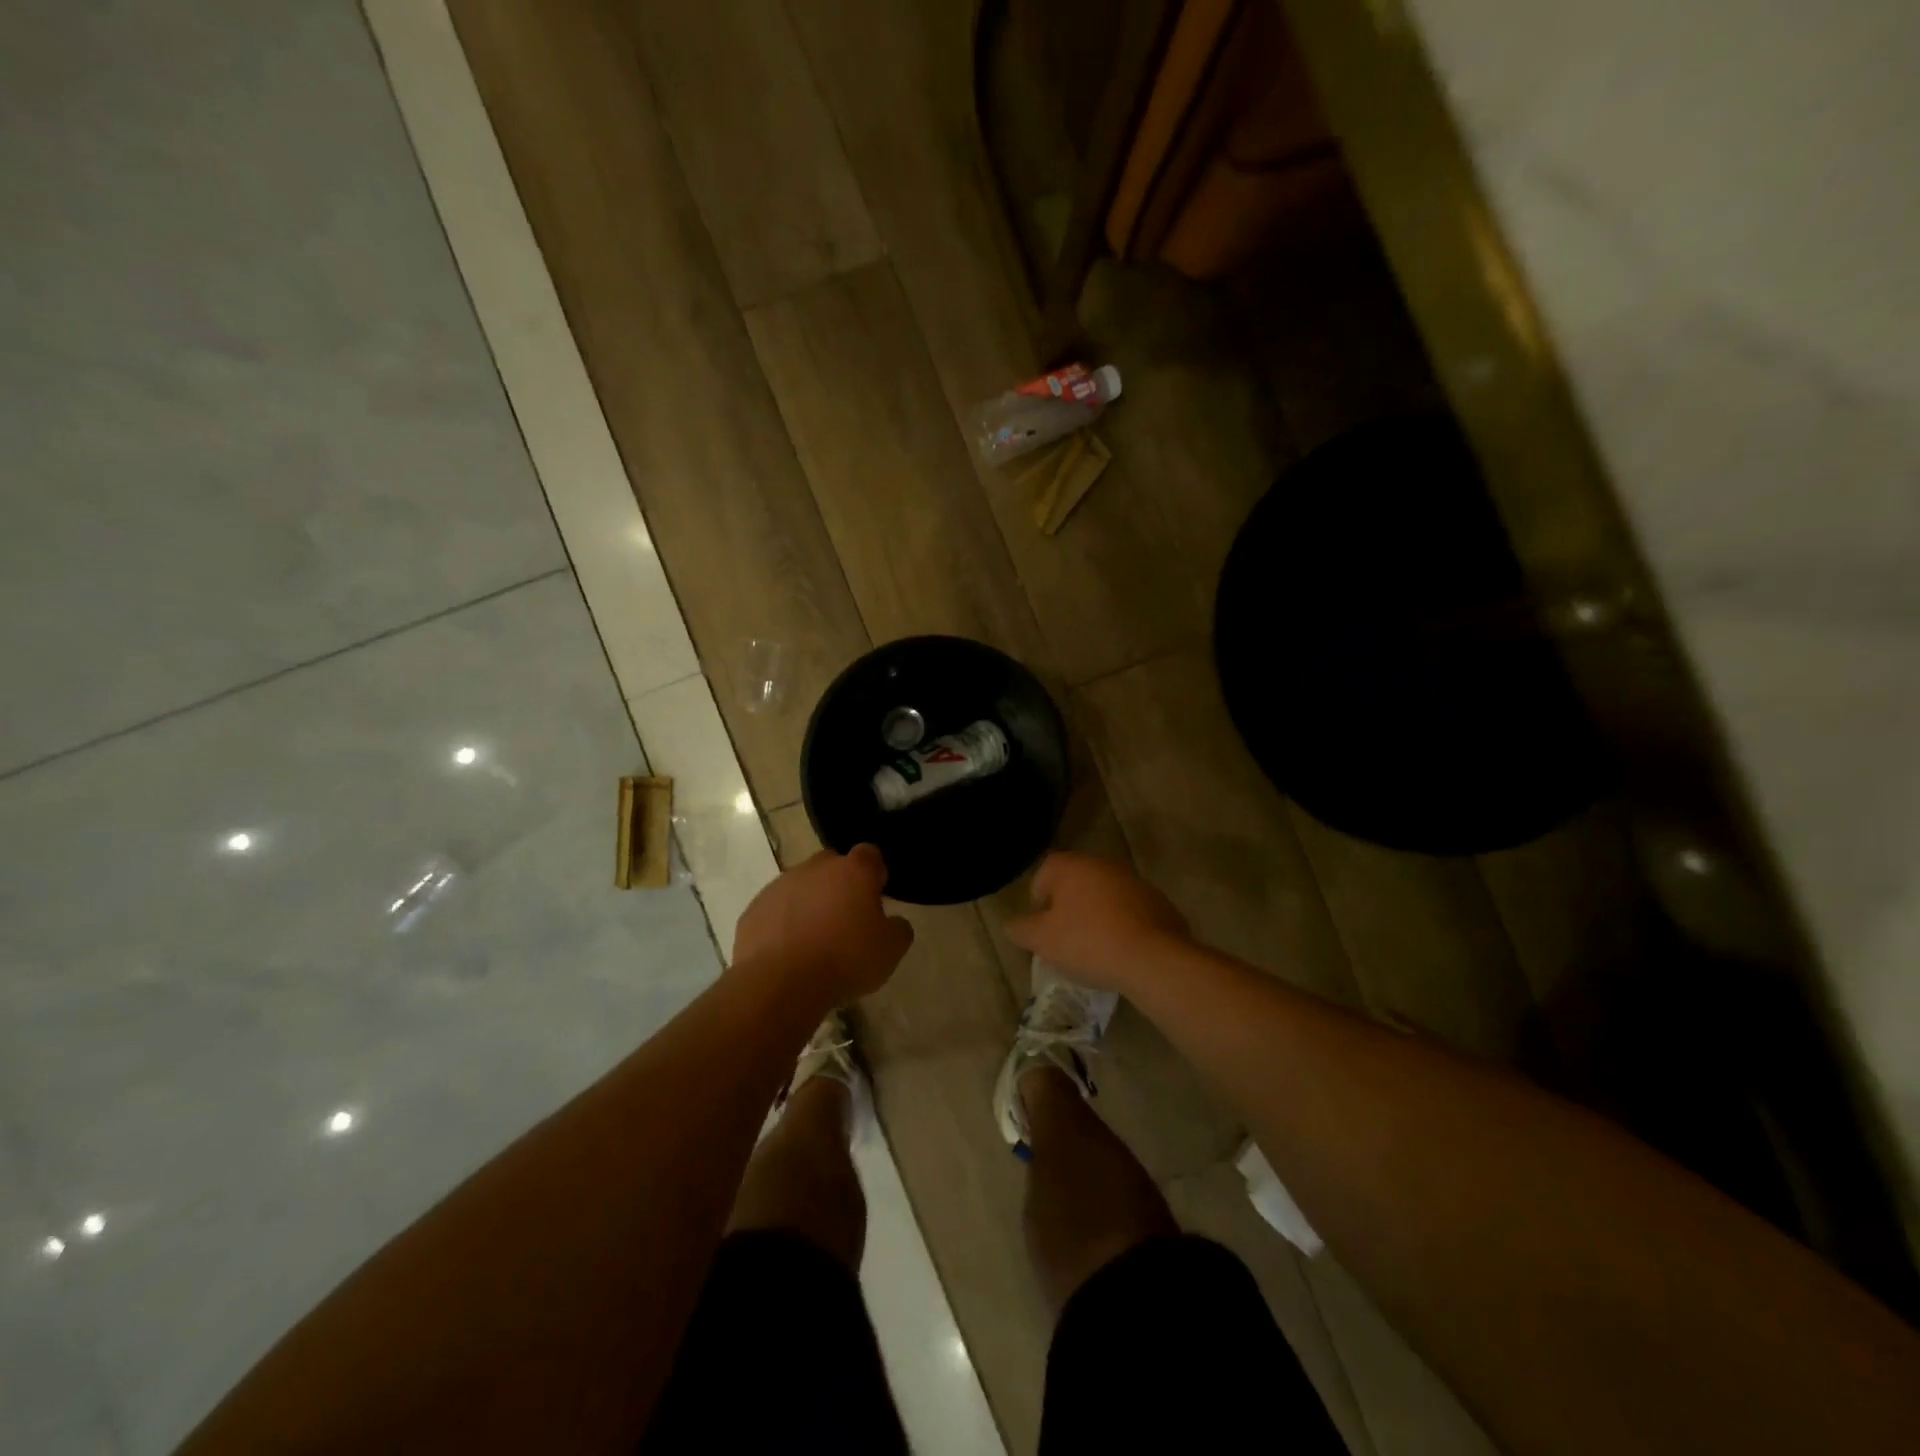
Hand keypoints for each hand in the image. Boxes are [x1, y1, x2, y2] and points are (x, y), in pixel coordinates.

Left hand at [732, 845, 913, 1008]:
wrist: (780, 982)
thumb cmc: (845, 960)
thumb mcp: (890, 950)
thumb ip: (898, 928)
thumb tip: (893, 922)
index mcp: (853, 871)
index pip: (870, 855)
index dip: (874, 874)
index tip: (876, 897)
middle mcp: (815, 868)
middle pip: (832, 866)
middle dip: (840, 885)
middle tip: (846, 920)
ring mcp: (780, 885)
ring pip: (801, 886)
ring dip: (809, 904)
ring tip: (814, 941)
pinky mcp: (754, 908)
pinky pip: (775, 909)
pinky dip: (783, 923)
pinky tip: (788, 952)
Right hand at [1005, 852, 1190, 993]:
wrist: (1153, 958)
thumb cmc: (1088, 942)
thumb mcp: (1042, 940)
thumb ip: (1022, 928)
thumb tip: (1013, 924)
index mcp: (1072, 866)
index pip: (1046, 871)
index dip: (1038, 896)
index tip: (1040, 923)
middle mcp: (1104, 865)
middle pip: (1077, 882)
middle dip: (1069, 906)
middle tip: (1064, 937)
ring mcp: (1135, 882)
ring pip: (1106, 896)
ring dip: (1098, 914)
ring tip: (1094, 948)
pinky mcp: (1160, 903)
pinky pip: (1132, 911)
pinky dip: (1124, 925)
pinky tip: (1122, 952)